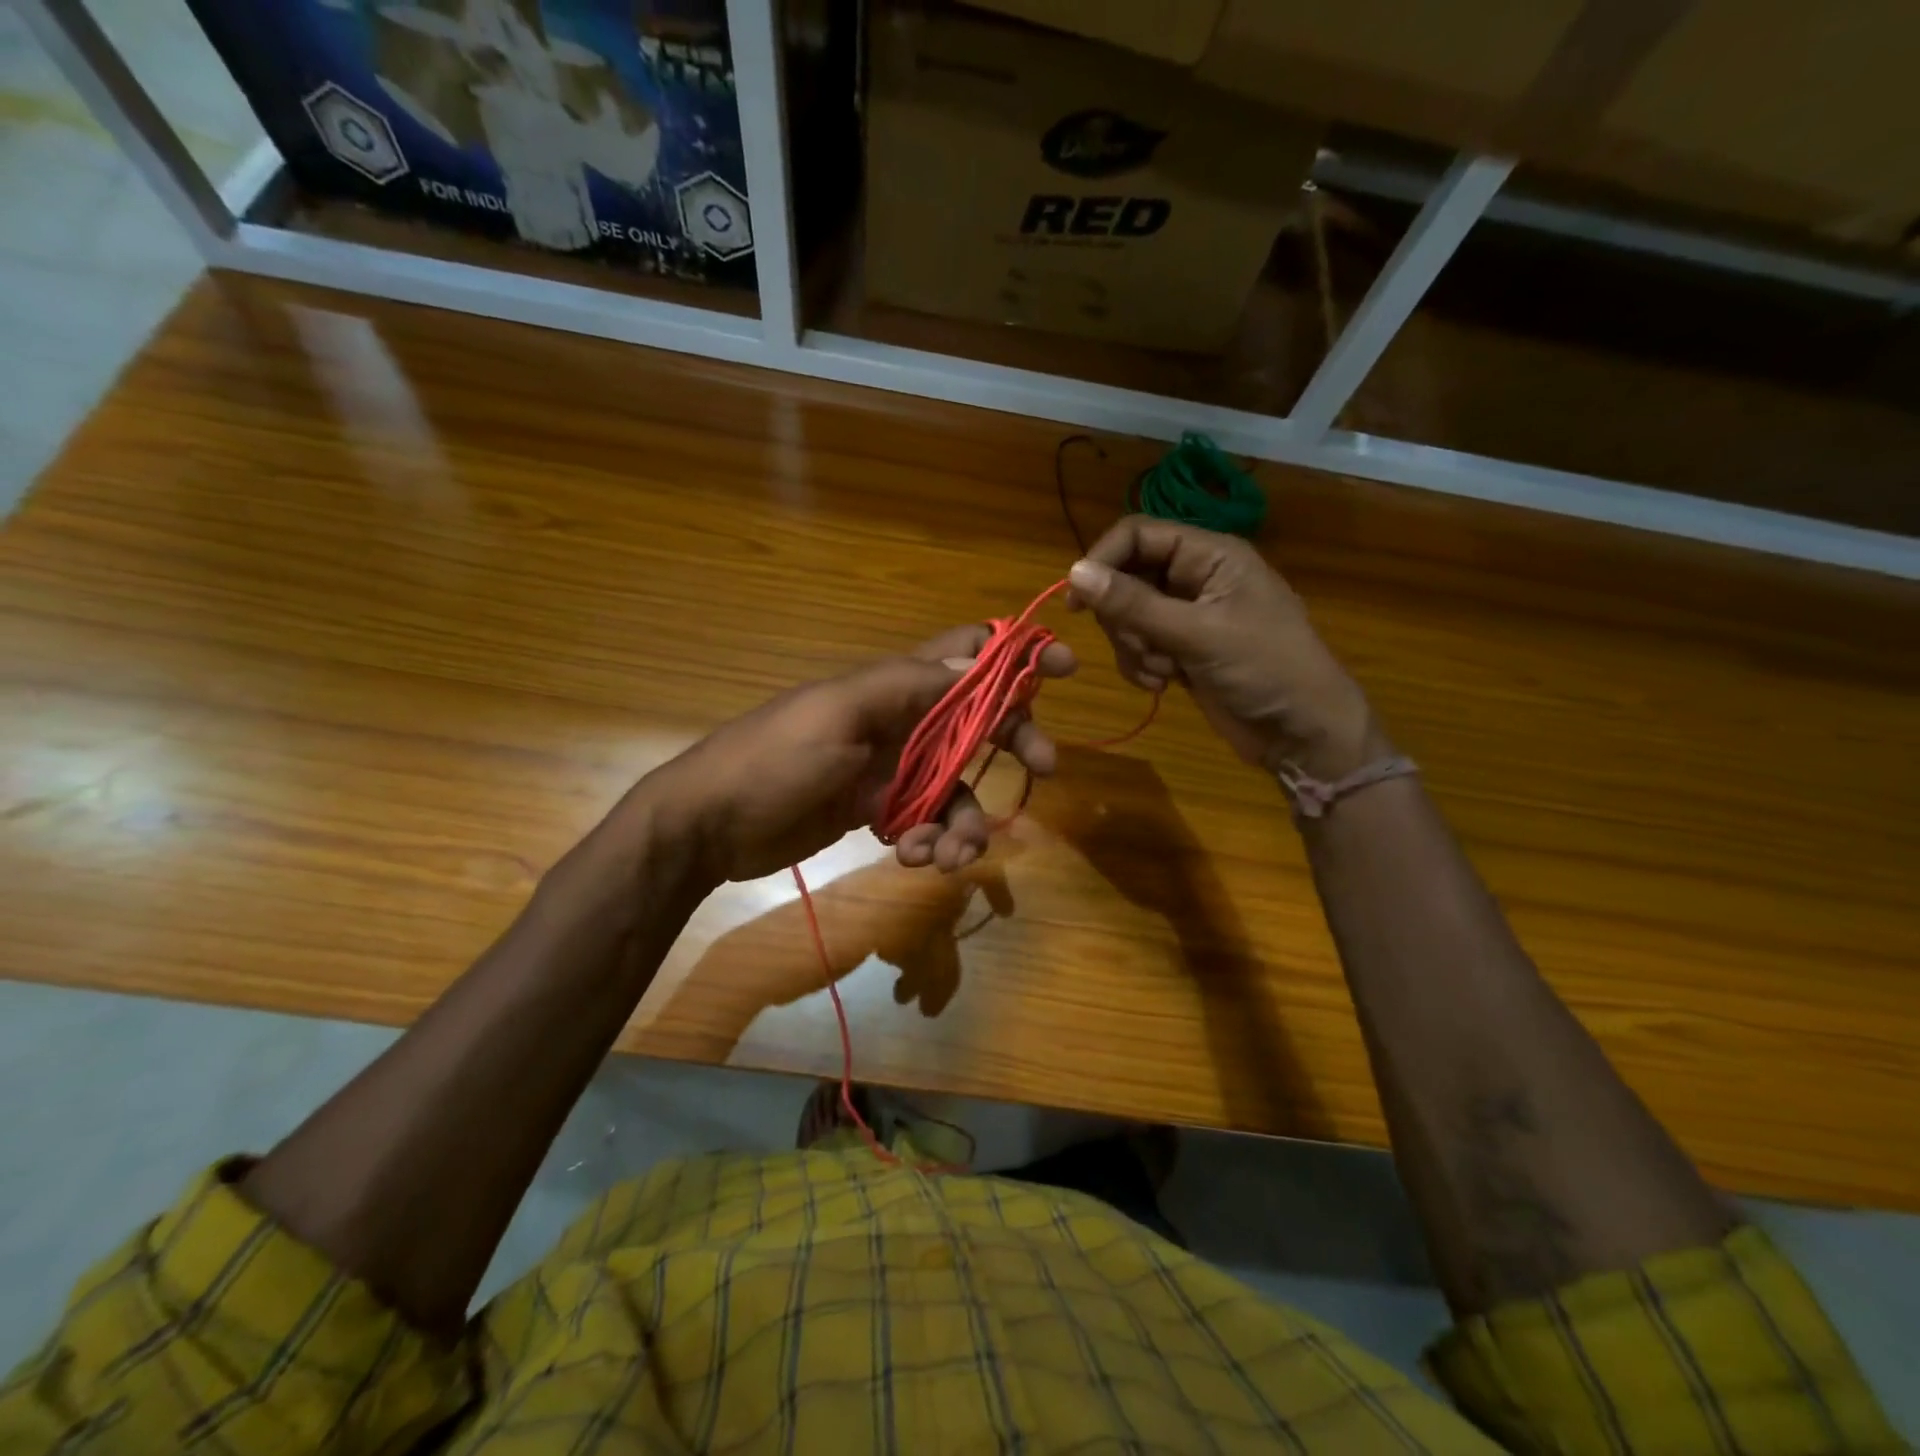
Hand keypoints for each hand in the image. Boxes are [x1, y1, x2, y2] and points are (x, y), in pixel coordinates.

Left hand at [641, 625, 1075, 883]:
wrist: (708, 826)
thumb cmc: (771, 759)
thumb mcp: (839, 714)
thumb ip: (908, 687)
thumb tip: (978, 658)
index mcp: (891, 686)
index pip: (964, 654)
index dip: (1014, 655)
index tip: (1062, 669)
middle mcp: (898, 722)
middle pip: (975, 725)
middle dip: (1012, 744)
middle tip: (1043, 771)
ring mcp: (887, 770)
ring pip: (953, 788)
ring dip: (961, 821)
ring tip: (943, 855)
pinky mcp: (874, 811)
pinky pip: (923, 823)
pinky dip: (927, 841)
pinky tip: (909, 857)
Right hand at [1066, 516, 1380, 776]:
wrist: (1302, 732)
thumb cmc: (1265, 668)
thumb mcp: (1198, 633)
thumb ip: (1134, 604)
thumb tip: (1074, 572)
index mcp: (1210, 555)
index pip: (1138, 535)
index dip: (1103, 560)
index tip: (1077, 601)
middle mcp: (1196, 578)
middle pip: (1127, 578)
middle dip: (1123, 618)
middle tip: (1142, 646)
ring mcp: (1187, 616)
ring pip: (1128, 617)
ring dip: (1134, 647)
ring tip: (1164, 670)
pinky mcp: (1182, 650)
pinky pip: (1139, 646)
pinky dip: (1142, 666)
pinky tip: (1164, 684)